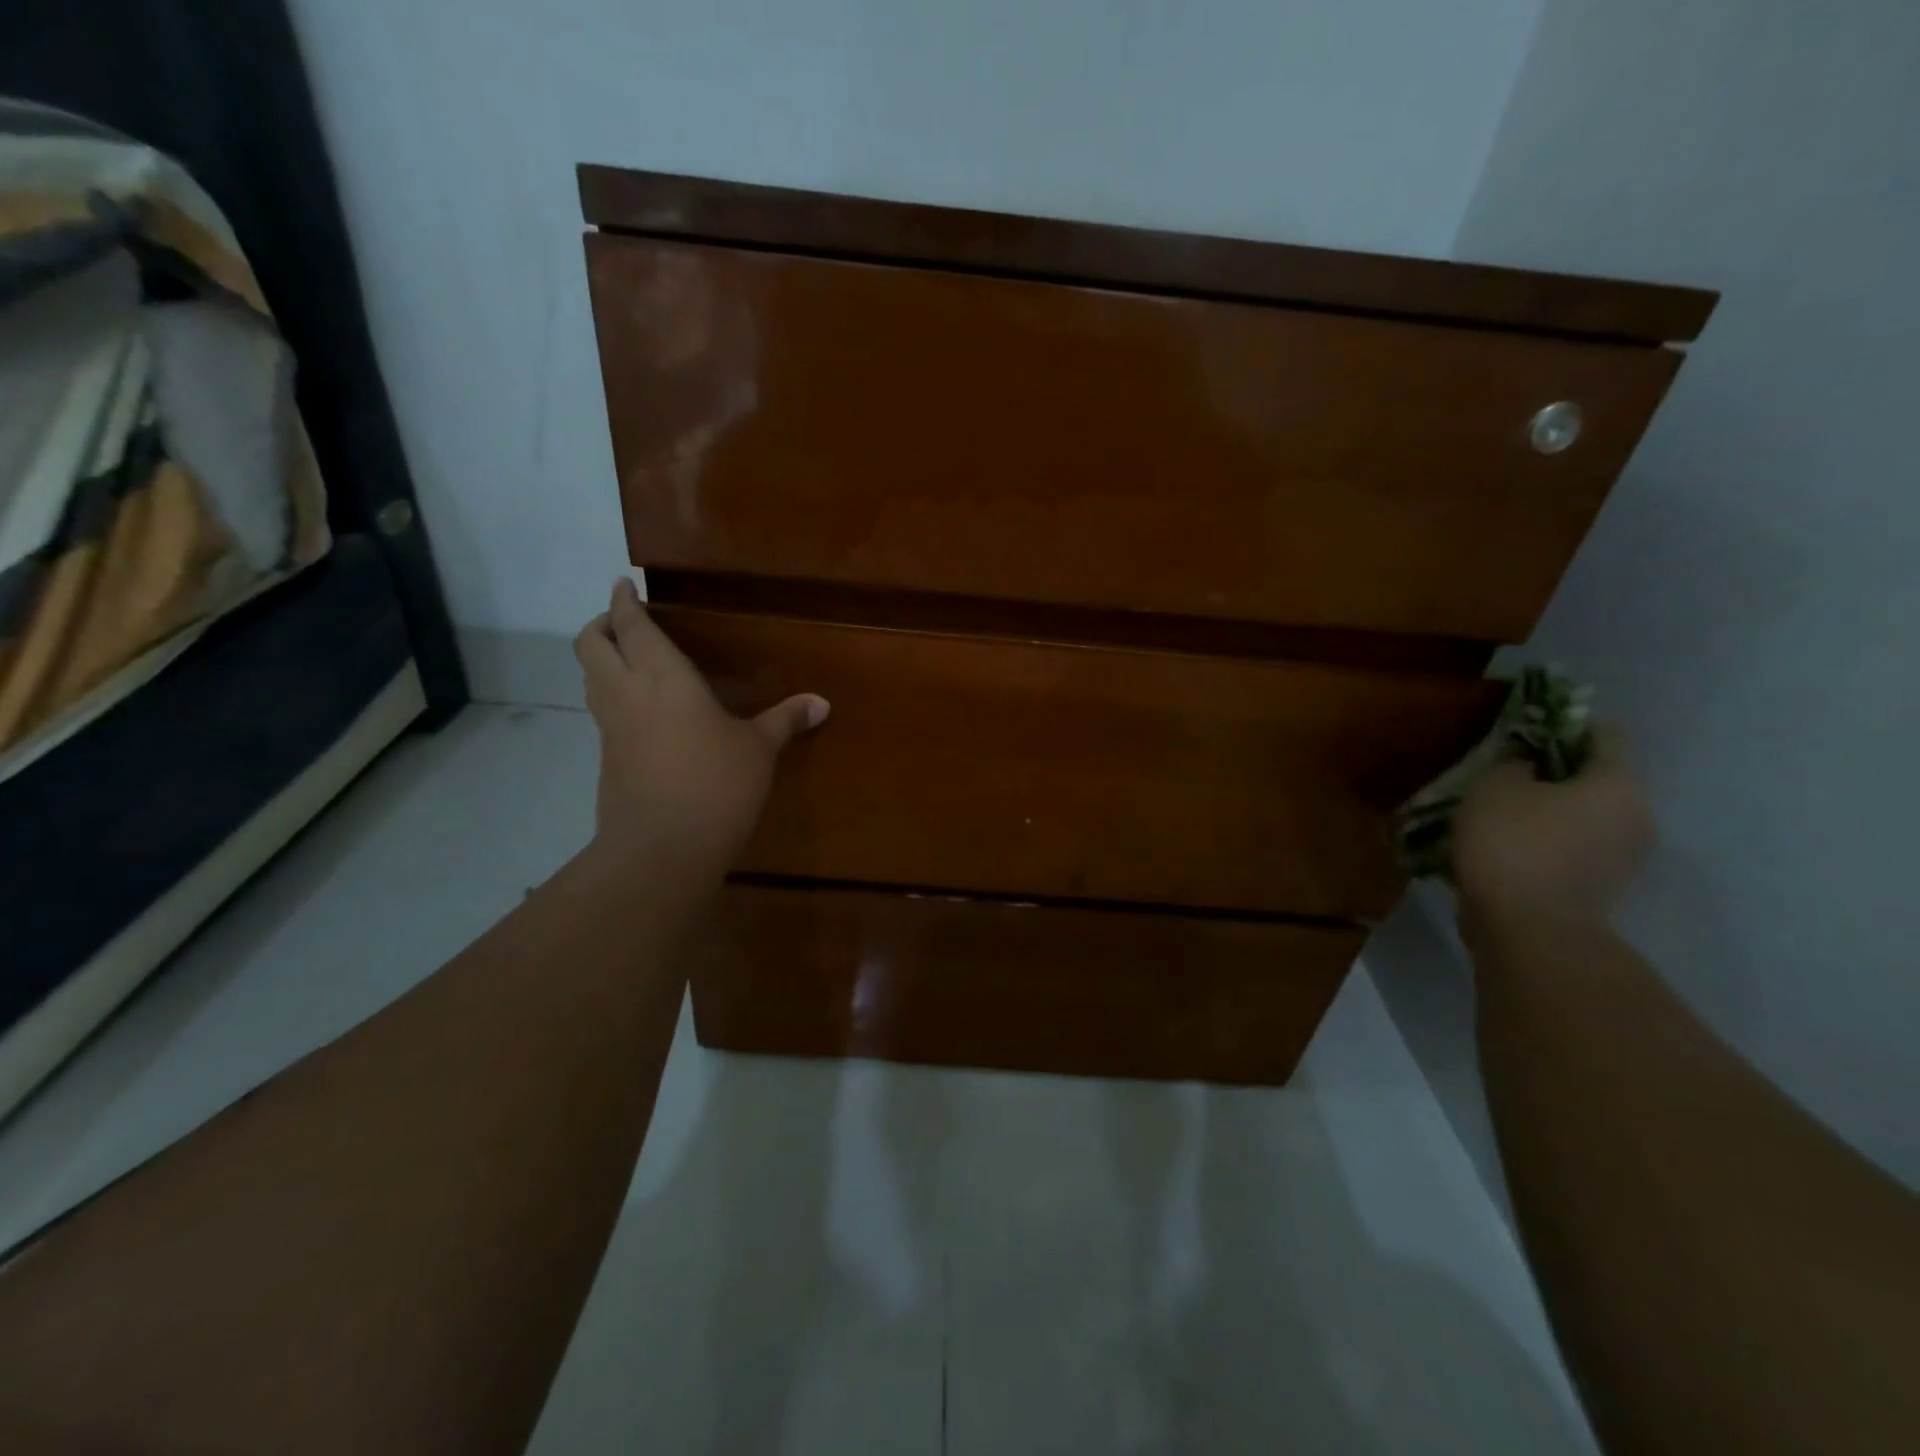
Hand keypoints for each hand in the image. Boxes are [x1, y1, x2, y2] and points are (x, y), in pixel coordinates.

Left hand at [573, 578, 827, 874]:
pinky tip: (643, 710)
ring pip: (589, 678)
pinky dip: (611, 694)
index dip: (623, 602)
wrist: (662, 849)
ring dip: (601, 659)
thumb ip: (785, 721)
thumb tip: (822, 702)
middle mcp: (628, 693)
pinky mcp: (608, 759)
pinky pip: (602, 711)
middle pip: (591, 645)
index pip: (632, 627)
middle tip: (624, 620)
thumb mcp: (759, 750)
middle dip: (601, 625)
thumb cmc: (717, 785)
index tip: (623, 585)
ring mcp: (612, 728)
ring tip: (629, 658)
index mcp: (664, 678)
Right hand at [1454, 726, 1652, 929]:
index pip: (1603, 735)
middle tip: (1507, 775)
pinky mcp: (1602, 888)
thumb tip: (1527, 764)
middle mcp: (1636, 816)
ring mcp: (1625, 858)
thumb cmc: (1513, 843)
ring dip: (1550, 812)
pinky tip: (1510, 848)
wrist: (1528, 928)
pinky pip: (1575, 849)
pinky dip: (1548, 843)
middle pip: (1596, 779)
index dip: (1563, 726)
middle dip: (1554, 774)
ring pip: (1585, 817)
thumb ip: (1512, 763)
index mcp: (1617, 783)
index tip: (1525, 731)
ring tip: (1502, 815)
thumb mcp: (1494, 786)